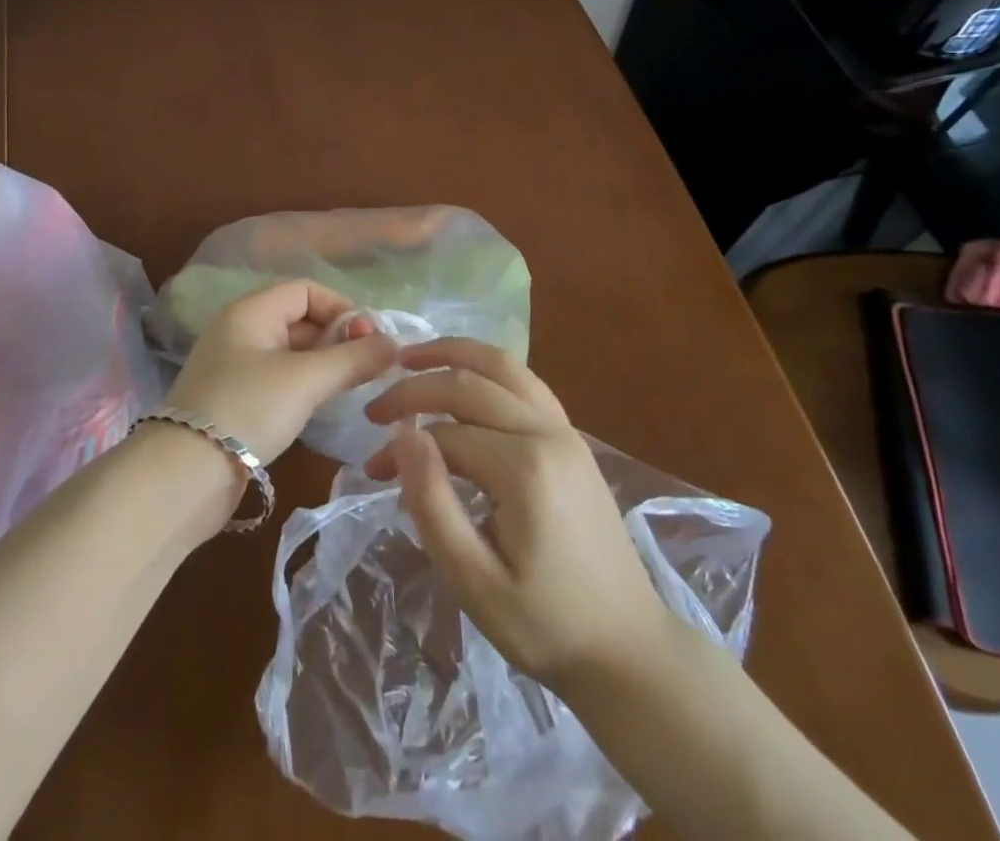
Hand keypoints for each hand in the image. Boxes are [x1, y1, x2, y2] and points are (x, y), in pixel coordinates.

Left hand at [166, 280, 396, 462]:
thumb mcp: (306, 380)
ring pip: (292, 351)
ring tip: (353, 387)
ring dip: (324, 363)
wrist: (184, 475)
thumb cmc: (248, 409)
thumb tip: (393, 344)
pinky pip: (279, 378)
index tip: (370, 340)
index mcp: (251, 310)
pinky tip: (322, 405)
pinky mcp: (235, 398)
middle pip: (300, 319)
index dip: (342, 308)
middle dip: (337, 337)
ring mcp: (235, 365)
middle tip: (369, 367)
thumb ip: (353, 359)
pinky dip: (305, 384)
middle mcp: (241, 329)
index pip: (306, 290)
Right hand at [363, 339, 673, 692]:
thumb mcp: (474, 582)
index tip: (373, 471)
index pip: (444, 435)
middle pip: (470, 384)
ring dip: (453, 353)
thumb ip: (432, 504)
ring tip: (411, 356)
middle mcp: (546, 432)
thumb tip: (403, 435)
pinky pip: (524, 381)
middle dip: (415, 387)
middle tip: (374, 407)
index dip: (401, 448)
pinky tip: (464, 375)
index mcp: (524, 468)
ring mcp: (565, 429)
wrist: (627, 647)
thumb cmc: (544, 623)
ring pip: (503, 364)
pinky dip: (486, 366)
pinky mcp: (572, 436)